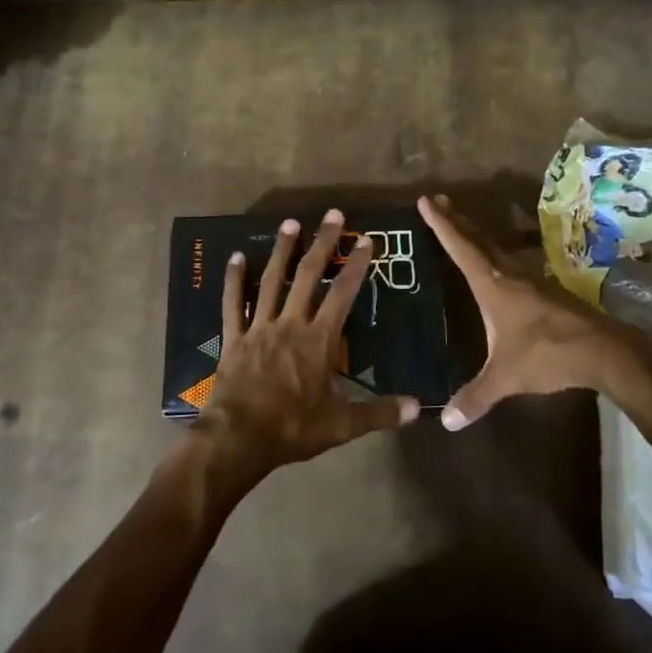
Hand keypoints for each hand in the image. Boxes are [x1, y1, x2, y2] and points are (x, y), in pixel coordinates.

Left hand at [194, 210, 417, 482]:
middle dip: (322, 244)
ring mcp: (259, 327)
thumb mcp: (342, 425)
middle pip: (309, 276)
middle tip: (332, 215)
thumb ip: (380, 413)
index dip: (356, 266)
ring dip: (282, 250)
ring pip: (272, 280)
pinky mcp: (234, 337)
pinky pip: (233, 303)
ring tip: (290, 223)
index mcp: (319, 340)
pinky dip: (234, 279)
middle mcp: (290, 323)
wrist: (239, 437)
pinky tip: (235, 257)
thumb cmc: (293, 428)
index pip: (343, 294)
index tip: (365, 240)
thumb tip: (418, 408)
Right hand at [419, 193, 651, 428]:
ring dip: (475, 233)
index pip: (461, 248)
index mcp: (493, 286)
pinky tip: (497, 262)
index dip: (441, 225)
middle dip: (455, 219)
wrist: (603, 350)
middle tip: (438, 198)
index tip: (425, 201)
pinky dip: (494, 253)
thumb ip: (476, 396)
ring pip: (496, 248)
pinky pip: (511, 261)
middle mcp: (509, 275)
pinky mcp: (545, 290)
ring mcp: (530, 280)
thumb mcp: (506, 377)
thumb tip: (445, 422)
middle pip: (477, 239)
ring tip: (461, 223)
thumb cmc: (548, 355)